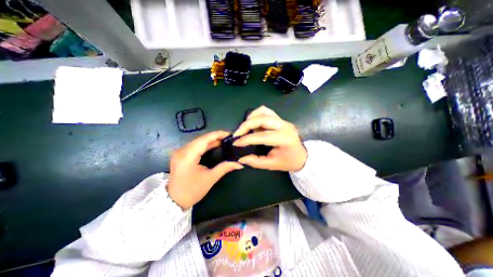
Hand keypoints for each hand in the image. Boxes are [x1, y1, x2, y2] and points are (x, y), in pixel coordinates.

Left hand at [166, 131, 243, 208]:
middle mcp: (181, 151)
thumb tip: (239, 164)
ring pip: (198, 141)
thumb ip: (225, 168)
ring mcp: (179, 152)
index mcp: (187, 156)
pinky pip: (195, 145)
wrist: (174, 201)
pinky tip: (214, 145)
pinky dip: (205, 144)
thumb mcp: (210, 179)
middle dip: (215, 136)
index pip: (204, 140)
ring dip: (211, 140)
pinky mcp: (180, 154)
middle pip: (201, 139)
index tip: (228, 134)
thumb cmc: (192, 191)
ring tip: (223, 140)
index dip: (217, 135)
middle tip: (228, 137)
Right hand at [232, 106, 306, 170]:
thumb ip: (255, 161)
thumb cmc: (288, 161)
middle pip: (262, 119)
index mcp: (284, 139)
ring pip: (263, 111)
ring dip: (251, 118)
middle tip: (237, 134)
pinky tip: (253, 124)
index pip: (262, 136)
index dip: (247, 139)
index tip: (235, 143)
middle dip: (246, 125)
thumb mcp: (272, 165)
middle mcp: (284, 126)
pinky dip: (256, 115)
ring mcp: (283, 120)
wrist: (301, 155)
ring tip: (245, 128)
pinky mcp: (280, 119)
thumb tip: (241, 158)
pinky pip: (266, 112)